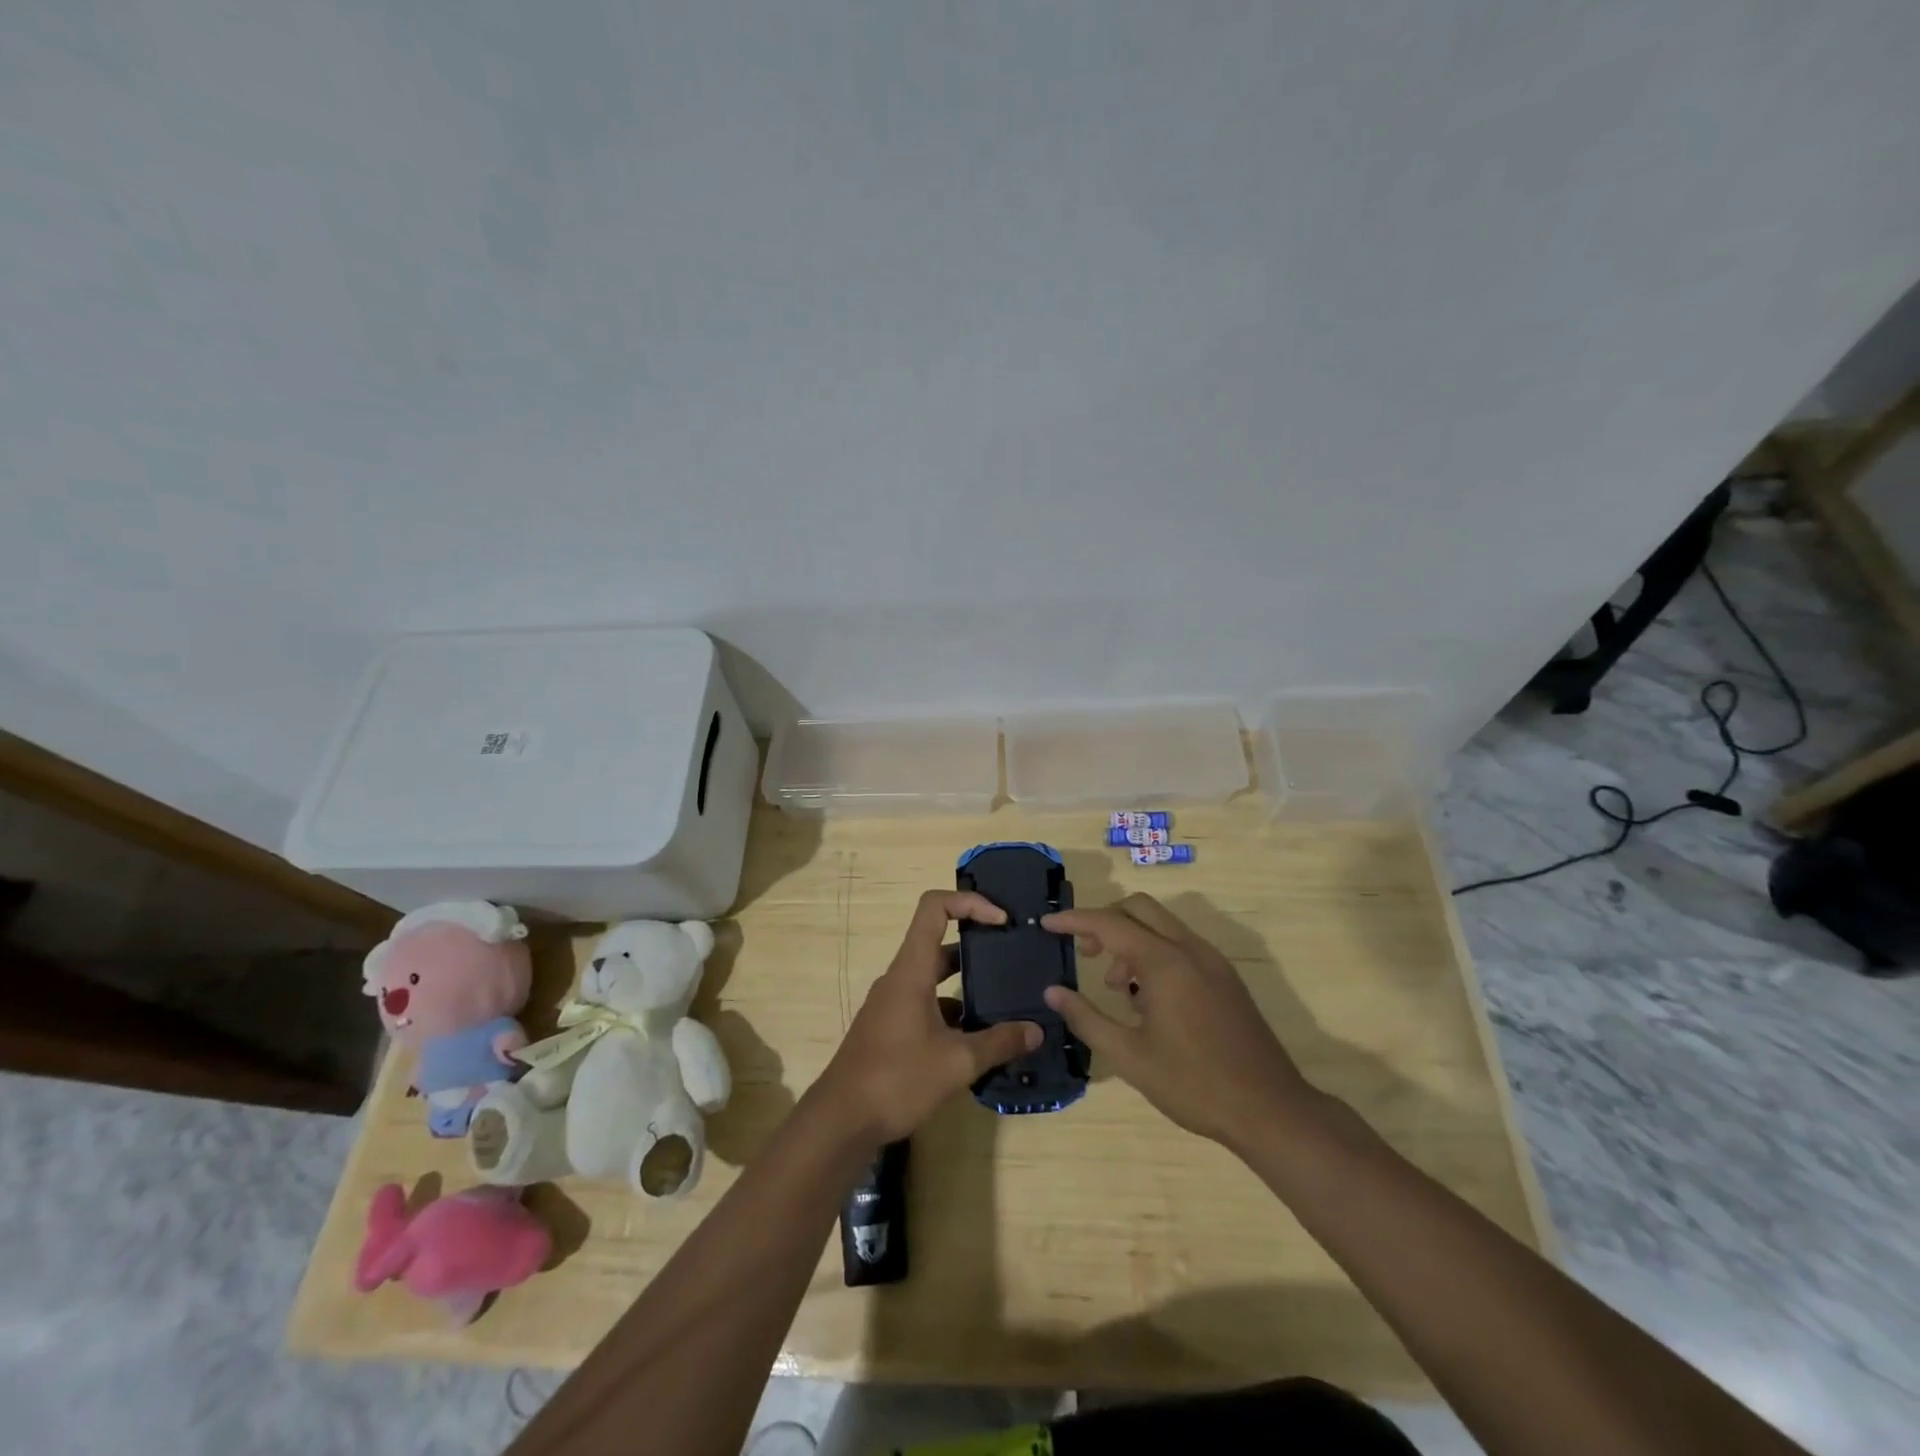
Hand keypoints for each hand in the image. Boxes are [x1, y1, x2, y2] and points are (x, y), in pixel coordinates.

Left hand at [817, 890, 1041, 1143]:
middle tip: (1013, 956)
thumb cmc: (897, 1079)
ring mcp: (892, 1004)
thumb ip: (999, 1043)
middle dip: (977, 944)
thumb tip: (1036, 1031)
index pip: (934, 908)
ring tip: (1005, 999)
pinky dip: (953, 1011)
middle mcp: (900, 978)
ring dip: (967, 982)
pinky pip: (926, 1004)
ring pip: (934, 977)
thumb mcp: (956, 1062)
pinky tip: (978, 1038)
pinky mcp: (890, 1028)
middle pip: (939, 942)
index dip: (970, 902)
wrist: (841, 1121)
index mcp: (911, 970)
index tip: (1002, 920)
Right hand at [1042, 893, 1316, 1151]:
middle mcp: (1190, 949)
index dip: (1074, 920)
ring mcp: (1213, 961)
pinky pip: (1181, 945)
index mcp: (1165, 962)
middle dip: (1106, 921)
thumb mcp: (1129, 1057)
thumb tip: (1053, 992)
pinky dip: (1155, 953)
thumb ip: (1087, 1018)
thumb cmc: (1193, 1084)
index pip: (1109, 923)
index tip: (1047, 924)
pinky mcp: (1226, 978)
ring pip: (1162, 925)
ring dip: (1131, 940)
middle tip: (1087, 954)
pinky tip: (1149, 1000)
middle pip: (1139, 908)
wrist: (1271, 1110)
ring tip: (1118, 990)